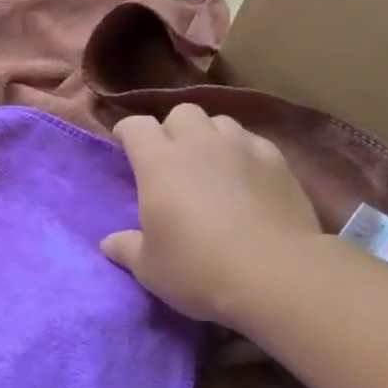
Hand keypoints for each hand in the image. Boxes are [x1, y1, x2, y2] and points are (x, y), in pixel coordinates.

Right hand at [101, 104, 320, 327]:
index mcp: (158, 163)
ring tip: (210, 163)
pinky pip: (253, 141)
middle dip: (172, 128)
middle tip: (171, 157)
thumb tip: (109, 243)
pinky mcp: (278, 161)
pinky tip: (246, 176)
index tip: (124, 145)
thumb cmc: (198, 269)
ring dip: (209, 136)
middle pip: (181, 113)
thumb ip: (127, 249)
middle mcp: (198, 143)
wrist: (276, 275)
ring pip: (220, 122)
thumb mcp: (150, 268)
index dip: (127, 132)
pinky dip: (243, 151)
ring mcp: (242, 147)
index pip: (136, 126)